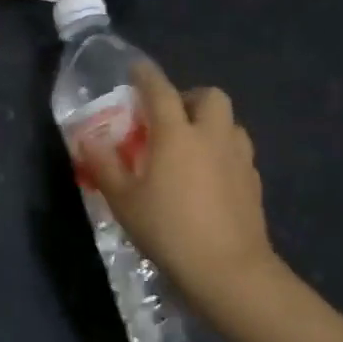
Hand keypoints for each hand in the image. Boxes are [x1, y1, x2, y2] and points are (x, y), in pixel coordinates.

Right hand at [82, 61, 272, 306]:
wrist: (229, 271)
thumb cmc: (169, 230)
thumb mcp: (124, 201)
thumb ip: (105, 166)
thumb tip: (88, 140)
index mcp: (177, 134)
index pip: (160, 90)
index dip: (146, 76)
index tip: (136, 70)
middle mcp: (211, 136)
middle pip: (210, 96)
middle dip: (189, 97)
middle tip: (170, 117)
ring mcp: (238, 158)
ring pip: (230, 123)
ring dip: (211, 124)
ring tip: (191, 146)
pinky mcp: (254, 183)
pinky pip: (238, 152)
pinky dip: (223, 152)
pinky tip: (210, 176)